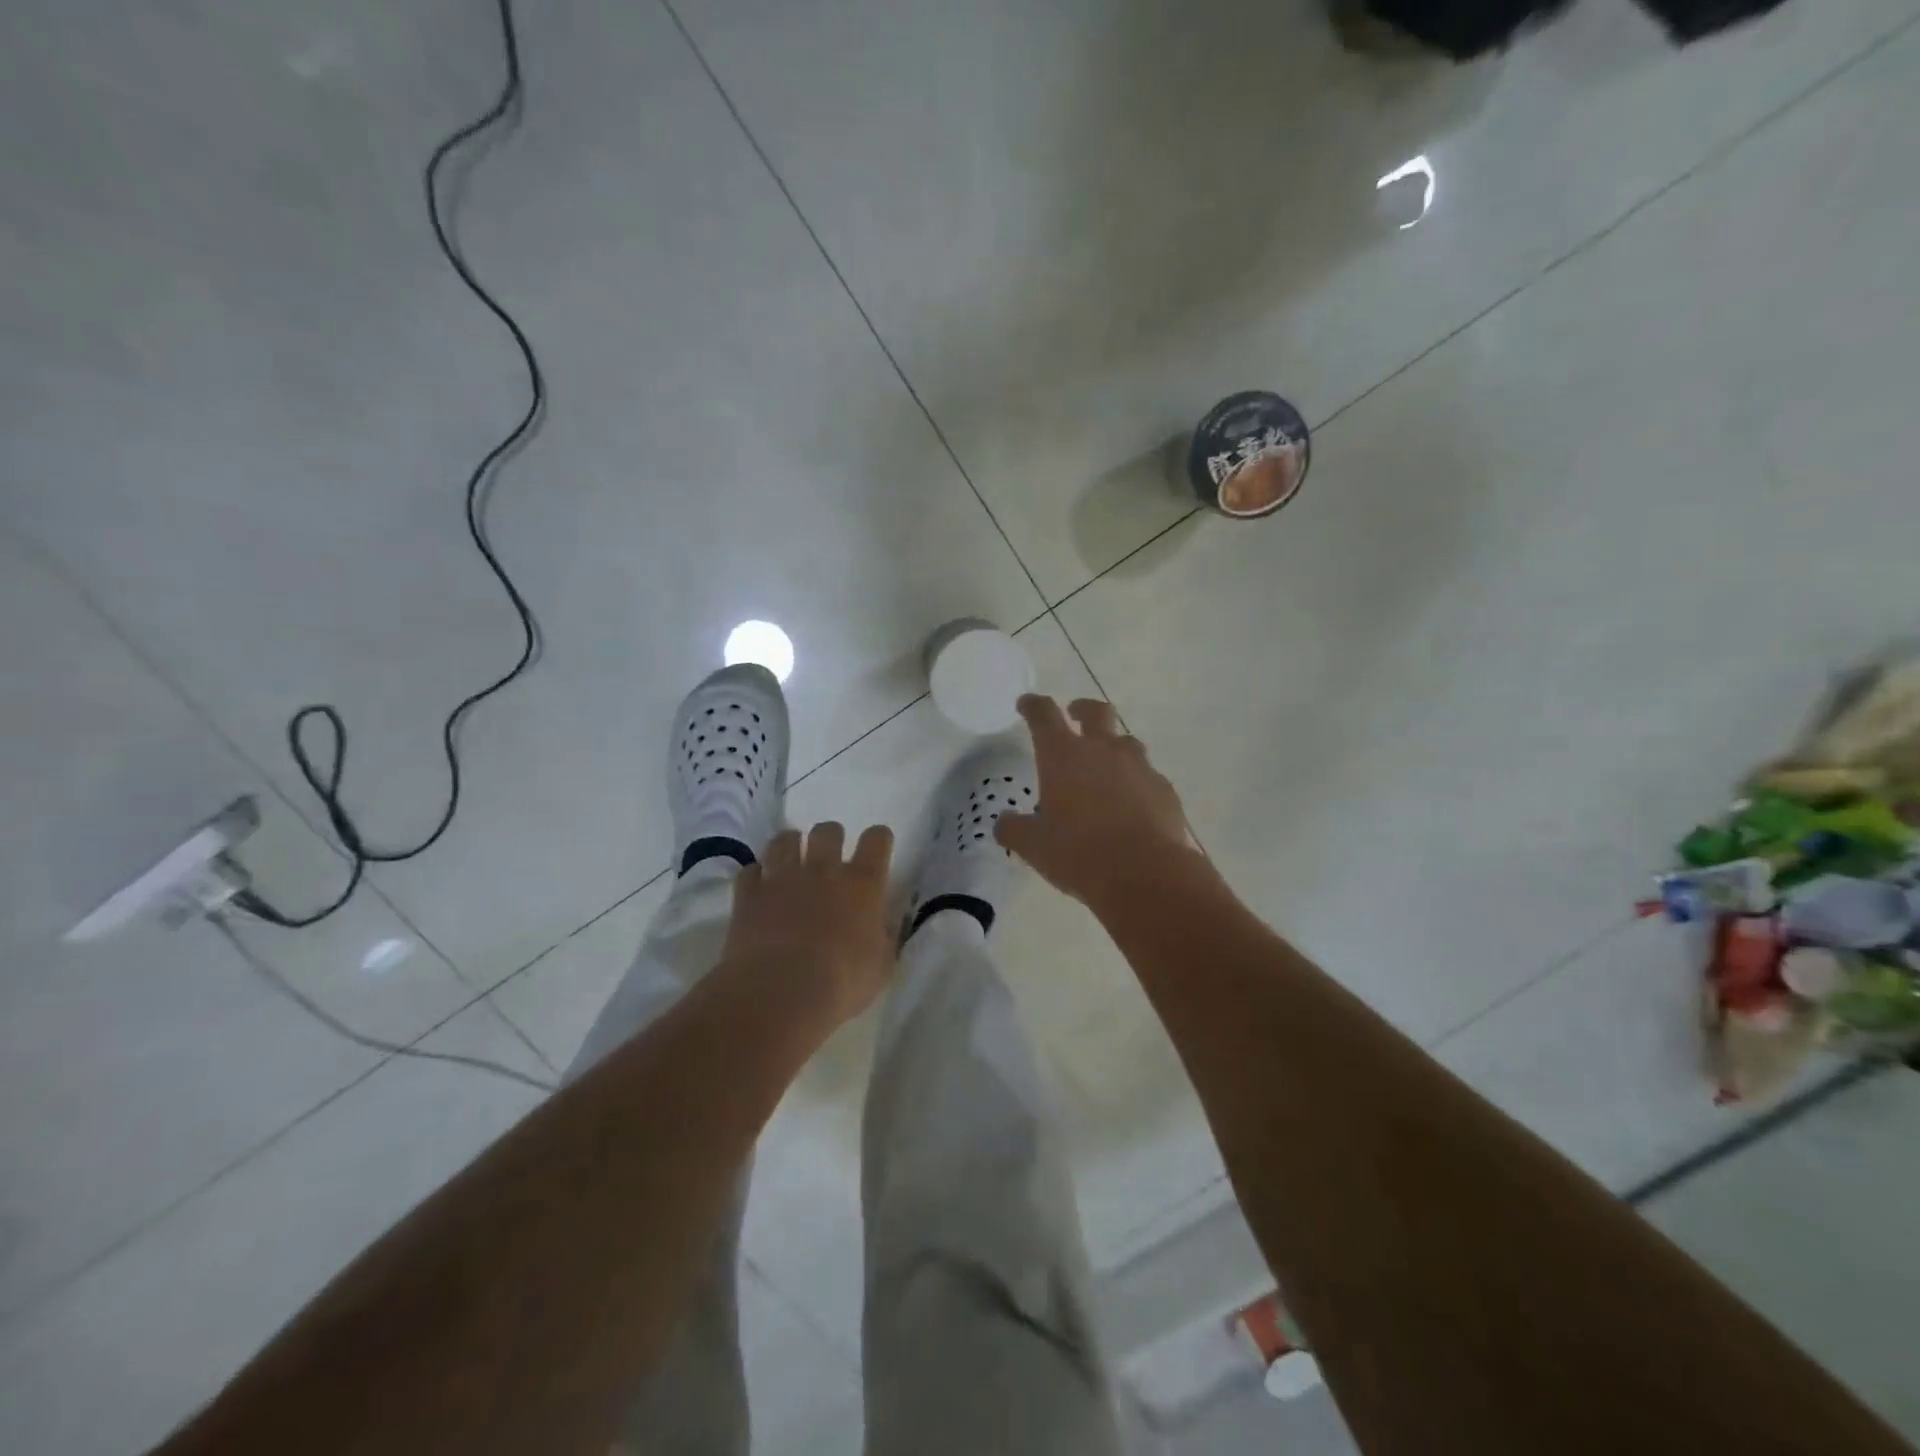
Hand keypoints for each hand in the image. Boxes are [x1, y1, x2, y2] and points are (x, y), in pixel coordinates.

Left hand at [719, 822, 896, 1025]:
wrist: (781, 993)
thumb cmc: (842, 983)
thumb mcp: (881, 966)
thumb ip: (884, 938)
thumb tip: (882, 927)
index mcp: (863, 884)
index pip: (877, 840)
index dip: (878, 839)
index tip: (876, 848)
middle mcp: (824, 870)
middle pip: (828, 831)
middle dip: (830, 838)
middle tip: (829, 858)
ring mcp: (783, 878)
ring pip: (785, 840)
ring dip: (790, 846)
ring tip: (791, 861)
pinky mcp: (749, 894)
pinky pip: (750, 871)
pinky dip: (756, 877)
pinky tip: (759, 889)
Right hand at [994, 695, 1200, 909]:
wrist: (1144, 873)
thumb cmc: (1078, 853)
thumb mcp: (1033, 846)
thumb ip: (1014, 830)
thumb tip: (1003, 823)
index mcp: (1063, 755)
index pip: (1044, 715)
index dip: (1033, 706)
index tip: (1027, 704)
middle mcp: (1102, 750)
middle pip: (1096, 711)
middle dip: (1082, 708)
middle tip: (1075, 714)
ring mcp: (1139, 767)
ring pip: (1126, 742)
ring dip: (1114, 746)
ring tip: (1106, 767)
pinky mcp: (1164, 789)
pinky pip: (1148, 776)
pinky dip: (1136, 783)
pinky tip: (1132, 804)